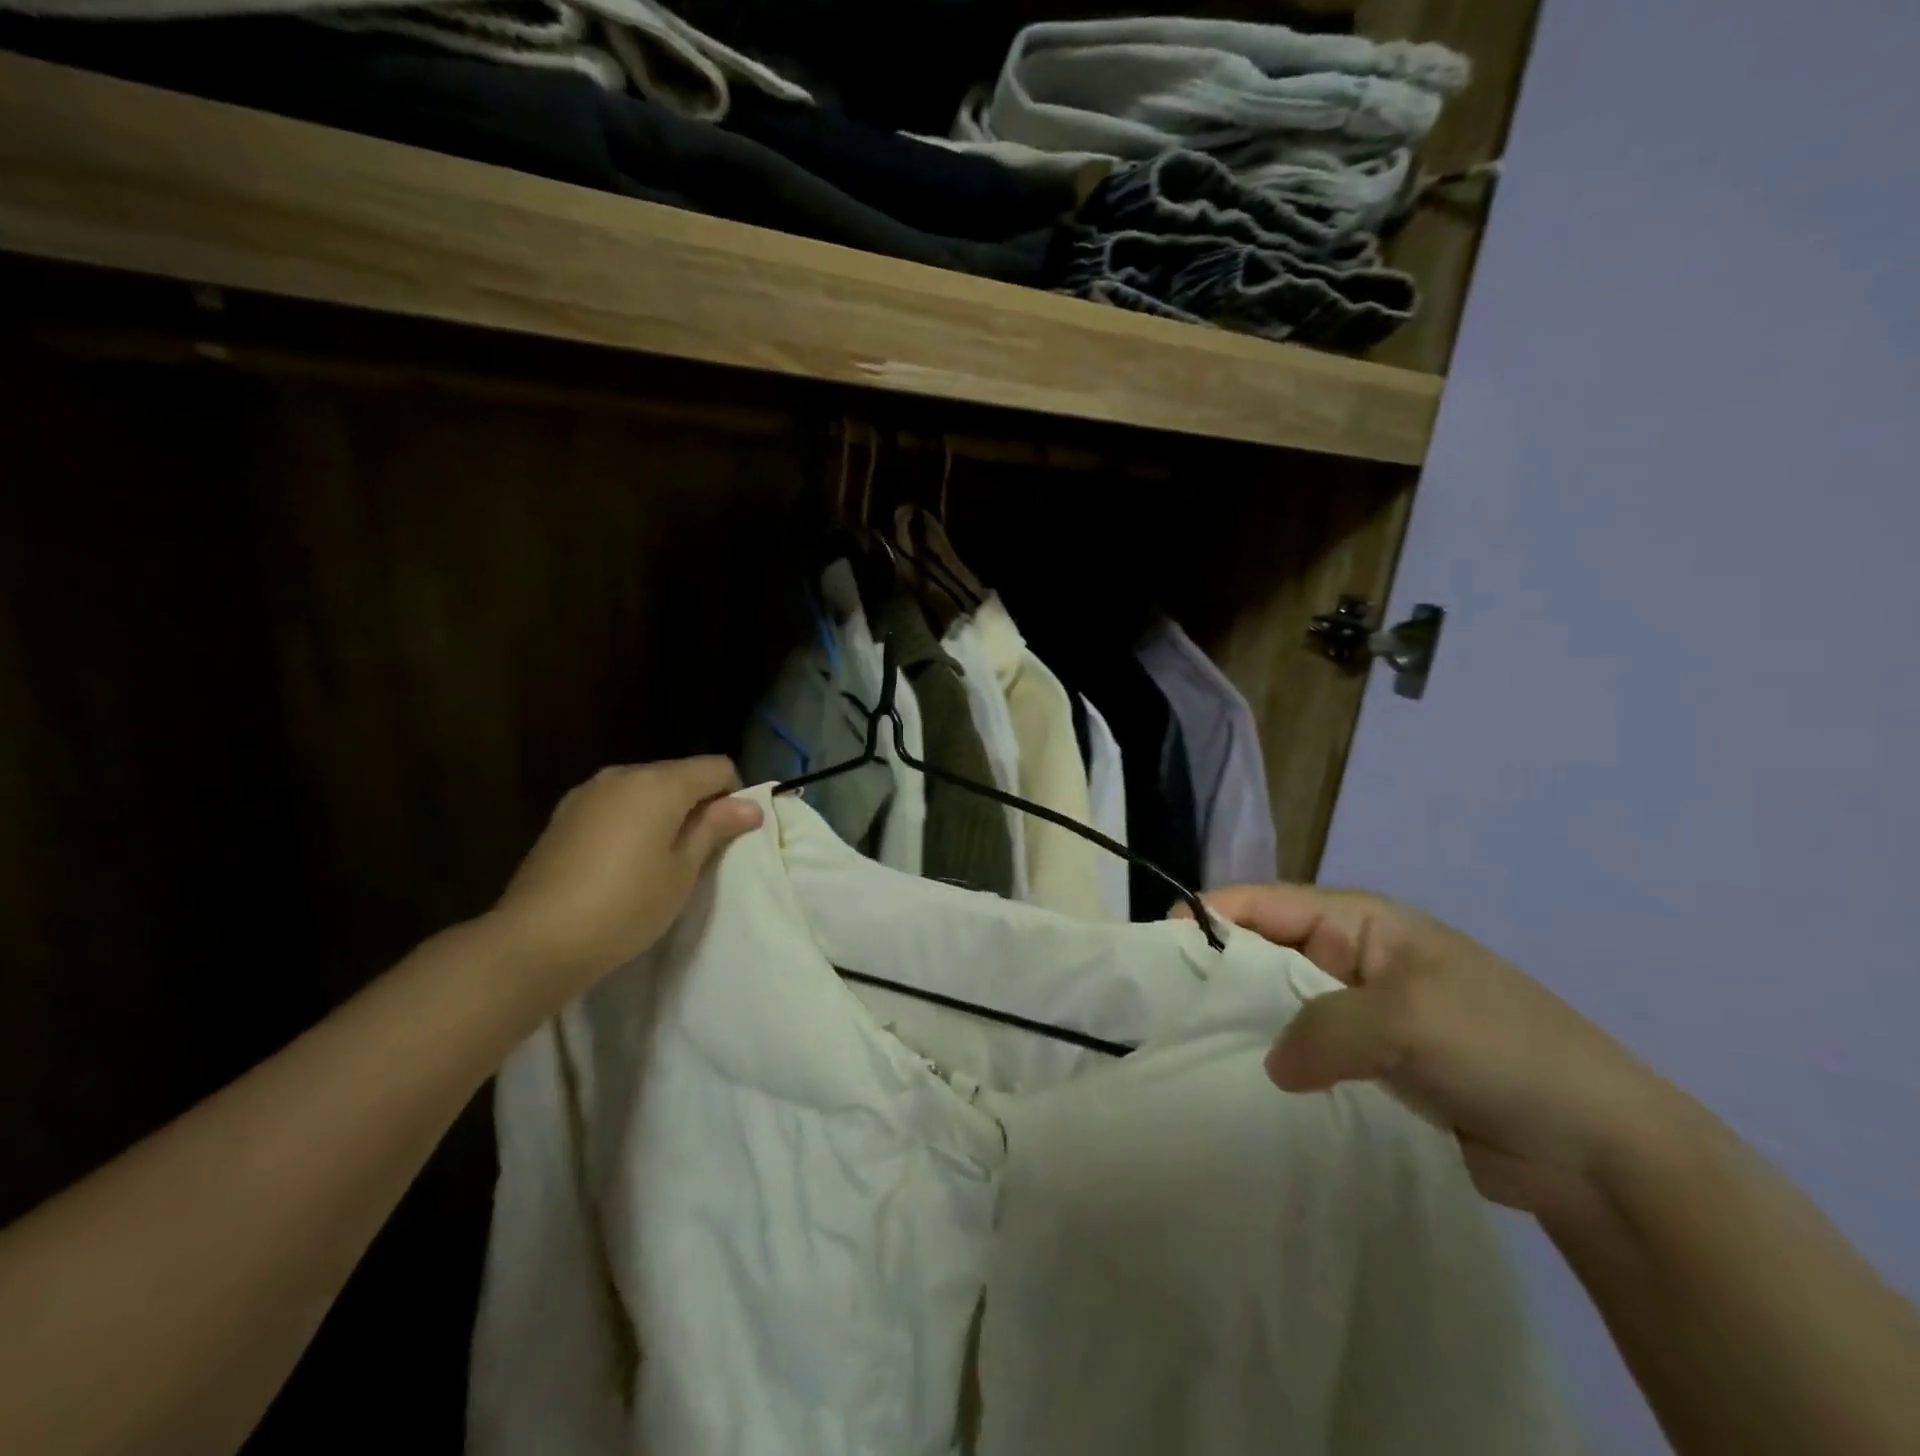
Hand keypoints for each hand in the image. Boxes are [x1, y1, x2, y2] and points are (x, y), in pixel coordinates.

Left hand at [489, 758, 761, 994]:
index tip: (729, 836)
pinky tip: (622, 860)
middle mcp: (624, 774)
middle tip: (698, 853)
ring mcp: (589, 792)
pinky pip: (616, 803)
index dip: (734, 796)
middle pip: (680, 774)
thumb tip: (750, 805)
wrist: (535, 941)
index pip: (717, 767)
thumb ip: (715, 828)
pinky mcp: (564, 813)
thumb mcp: (683, 871)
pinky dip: (632, 819)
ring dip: (664, 811)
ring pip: (646, 788)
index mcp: (660, 783)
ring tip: (659, 858)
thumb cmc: (625, 906)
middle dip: (698, 803)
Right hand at [1194, 885, 1684, 1216]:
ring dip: (1246, 1017)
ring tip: (1192, 1042)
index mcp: (1365, 922)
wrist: (1599, 1149)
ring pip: (1283, 1000)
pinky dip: (1278, 1056)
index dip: (1213, 914)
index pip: (1269, 903)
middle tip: (1165, 1001)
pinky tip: (1247, 1079)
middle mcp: (1357, 957)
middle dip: (1220, 968)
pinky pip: (1308, 1046)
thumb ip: (1321, 1030)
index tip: (1160, 942)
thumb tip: (1271, 1063)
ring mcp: (1366, 1010)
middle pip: (1268, 949)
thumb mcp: (1405, 1022)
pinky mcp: (1375, 1062)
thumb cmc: (1500, 1050)